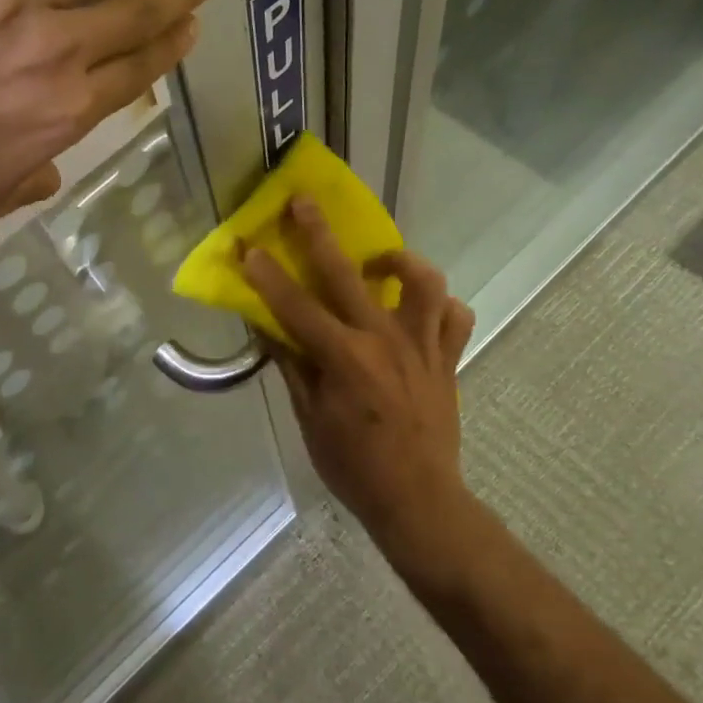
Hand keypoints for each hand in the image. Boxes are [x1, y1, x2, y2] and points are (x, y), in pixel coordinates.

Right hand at [242, 199, 475, 555]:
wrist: (418, 500)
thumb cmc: (353, 465)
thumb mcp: (309, 419)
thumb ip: (292, 366)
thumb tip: (270, 327)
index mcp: (344, 359)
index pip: (296, 307)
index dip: (267, 276)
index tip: (247, 247)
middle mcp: (384, 341)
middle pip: (348, 275)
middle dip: (319, 234)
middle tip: (303, 202)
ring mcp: (422, 346)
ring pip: (422, 283)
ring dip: (399, 261)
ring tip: (378, 261)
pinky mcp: (448, 358)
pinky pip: (454, 317)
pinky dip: (439, 305)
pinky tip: (419, 308)